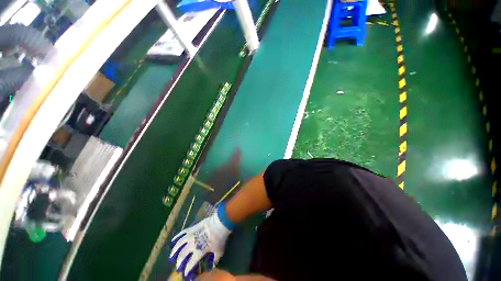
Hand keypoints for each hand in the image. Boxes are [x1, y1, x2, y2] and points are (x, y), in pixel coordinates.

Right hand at [169, 204, 232, 278]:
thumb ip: (215, 260)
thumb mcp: (219, 251)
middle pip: (182, 255)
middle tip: (178, 266)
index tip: (185, 274)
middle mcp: (192, 245)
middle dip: (179, 263)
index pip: (190, 264)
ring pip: (179, 244)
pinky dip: (177, 238)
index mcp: (198, 253)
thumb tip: (213, 266)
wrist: (219, 223)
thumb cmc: (219, 238)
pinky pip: (182, 233)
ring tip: (172, 255)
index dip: (187, 270)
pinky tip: (173, 241)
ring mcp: (191, 236)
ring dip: (174, 251)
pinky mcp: (192, 228)